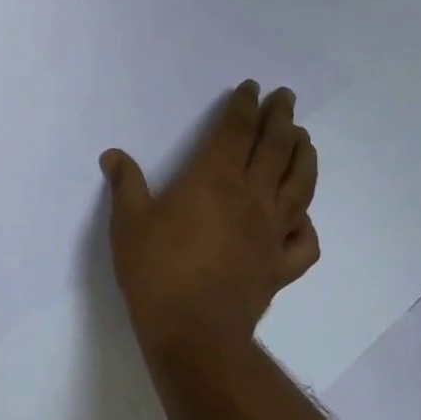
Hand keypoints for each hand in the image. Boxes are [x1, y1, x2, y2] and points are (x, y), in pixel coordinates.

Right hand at [100, 81, 318, 359]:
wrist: (193, 331)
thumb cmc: (156, 270)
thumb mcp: (128, 222)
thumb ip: (125, 185)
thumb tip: (113, 155)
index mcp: (214, 181)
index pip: (235, 132)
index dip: (244, 107)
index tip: (250, 88)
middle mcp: (251, 198)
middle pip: (275, 149)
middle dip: (281, 119)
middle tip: (286, 98)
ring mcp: (272, 233)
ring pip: (299, 185)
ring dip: (304, 157)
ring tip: (305, 140)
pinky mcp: (280, 265)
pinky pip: (305, 239)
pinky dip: (307, 223)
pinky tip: (300, 217)